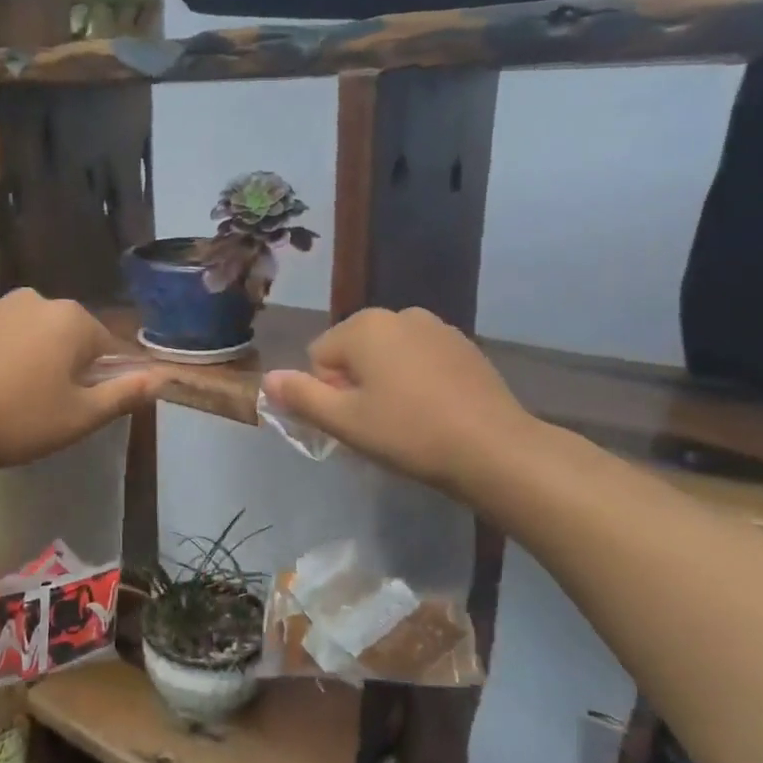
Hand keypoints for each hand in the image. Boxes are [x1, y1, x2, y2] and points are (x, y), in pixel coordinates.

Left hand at [0, 290, 162, 474]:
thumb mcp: (80, 416)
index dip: (104, 379)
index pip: (108, 346)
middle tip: (52, 409)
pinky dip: (3, 360)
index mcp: (72, 319)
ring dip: (36, 362)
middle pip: (70, 337)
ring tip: (18, 402)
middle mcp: (37, 300)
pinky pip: (1, 340)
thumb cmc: (18, 419)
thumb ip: (124, 394)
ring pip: (34, 337)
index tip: (85, 408)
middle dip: (69, 367)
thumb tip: (159, 378)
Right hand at [261, 307, 536, 497]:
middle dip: (356, 384)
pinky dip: (416, 380)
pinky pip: (419, 359)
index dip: (328, 393)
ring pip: (387, 356)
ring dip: (385, 382)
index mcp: (364, 326)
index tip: (355, 421)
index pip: (318, 357)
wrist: (494, 449)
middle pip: (353, 352)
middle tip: (377, 423)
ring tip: (407, 419)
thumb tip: (268, 379)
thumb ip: (300, 396)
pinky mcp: (464, 346)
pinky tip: (434, 410)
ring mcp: (436, 327)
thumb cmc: (408, 433)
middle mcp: (399, 314)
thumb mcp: (344, 421)